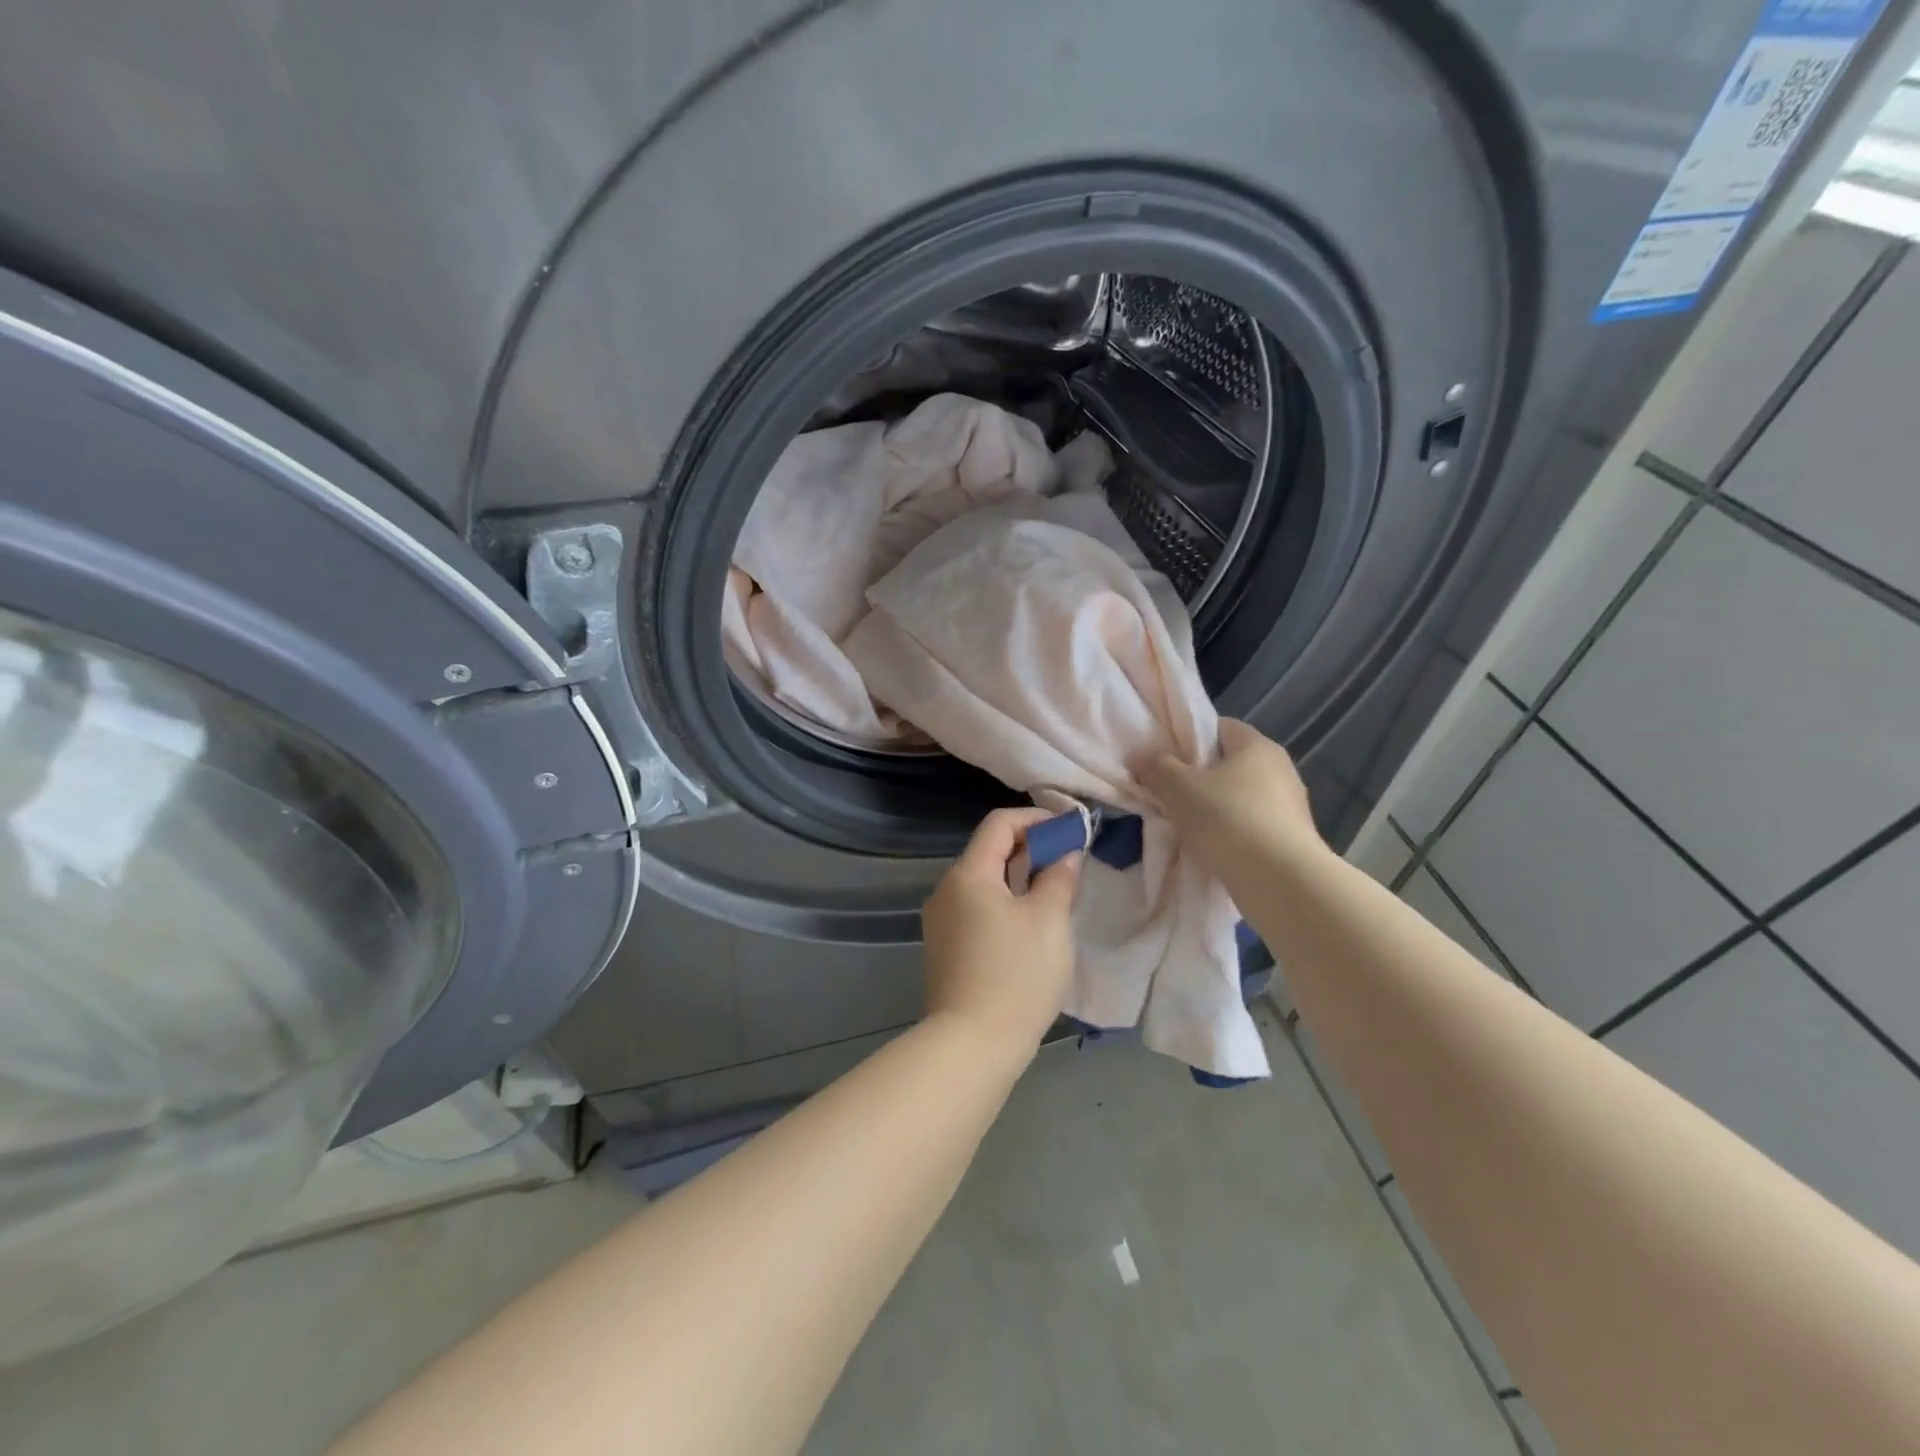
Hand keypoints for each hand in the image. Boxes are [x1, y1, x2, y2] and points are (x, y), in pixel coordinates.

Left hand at [921, 807, 1081, 1058]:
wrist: (971, 1045)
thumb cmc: (1016, 975)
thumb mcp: (1049, 921)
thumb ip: (1059, 878)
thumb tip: (1064, 854)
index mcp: (968, 874)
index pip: (999, 823)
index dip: (1036, 819)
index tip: (1069, 832)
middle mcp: (946, 890)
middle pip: (988, 851)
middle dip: (1030, 849)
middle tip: (1068, 864)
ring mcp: (940, 921)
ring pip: (983, 883)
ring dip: (1018, 879)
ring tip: (1053, 895)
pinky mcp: (943, 948)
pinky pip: (975, 909)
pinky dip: (1003, 904)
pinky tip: (1027, 927)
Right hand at [1136, 719, 1325, 874]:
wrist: (1280, 880)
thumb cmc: (1227, 819)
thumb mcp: (1178, 788)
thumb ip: (1155, 767)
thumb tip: (1139, 756)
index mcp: (1256, 745)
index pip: (1219, 727)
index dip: (1188, 738)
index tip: (1164, 759)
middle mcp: (1280, 768)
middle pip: (1229, 764)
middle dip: (1199, 777)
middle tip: (1169, 794)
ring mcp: (1291, 805)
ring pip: (1240, 797)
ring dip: (1215, 808)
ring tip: (1187, 826)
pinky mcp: (1293, 839)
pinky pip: (1252, 826)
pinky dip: (1232, 833)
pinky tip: (1213, 849)